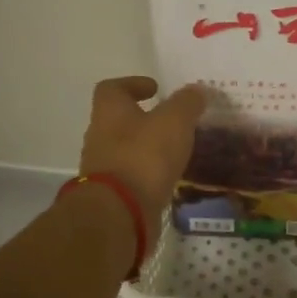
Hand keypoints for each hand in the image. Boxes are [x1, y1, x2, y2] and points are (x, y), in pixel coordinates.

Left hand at [78, 77, 209, 225]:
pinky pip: (132, 177)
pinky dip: (148, 174)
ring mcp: (103, 169)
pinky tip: (169, 177)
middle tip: (172, 121)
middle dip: (143, 118)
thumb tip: (196, 90)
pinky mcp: (113, 195)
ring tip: (176, 150)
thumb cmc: (144, 156)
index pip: (112, 88)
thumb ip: (186, 103)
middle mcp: (100, 137)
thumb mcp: (174, 121)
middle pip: (118, 120)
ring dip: (147, 148)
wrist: (120, 213)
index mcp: (109, 112)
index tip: (155, 88)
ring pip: (126, 150)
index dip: (133, 84)